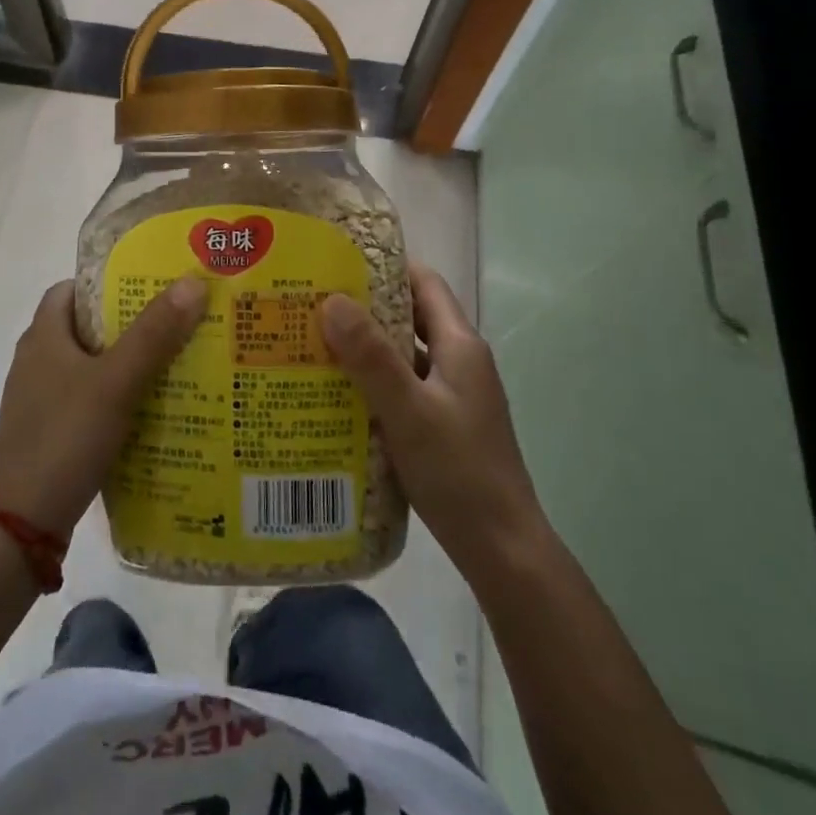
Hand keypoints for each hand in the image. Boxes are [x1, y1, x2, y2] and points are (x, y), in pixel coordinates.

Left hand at [0, 276, 208, 540]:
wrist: (20, 527)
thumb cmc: (63, 438)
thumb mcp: (114, 382)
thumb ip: (153, 333)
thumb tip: (193, 281)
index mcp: (44, 336)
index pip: (72, 289)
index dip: (108, 281)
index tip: (151, 284)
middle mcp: (38, 361)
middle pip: (89, 327)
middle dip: (132, 323)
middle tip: (179, 322)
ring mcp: (42, 400)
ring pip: (93, 367)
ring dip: (129, 363)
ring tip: (178, 362)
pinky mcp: (52, 433)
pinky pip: (91, 401)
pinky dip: (119, 398)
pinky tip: (154, 410)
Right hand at [321, 265, 548, 583]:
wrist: (503, 551)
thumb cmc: (459, 472)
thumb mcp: (409, 410)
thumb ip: (371, 357)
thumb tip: (331, 299)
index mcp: (460, 346)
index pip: (424, 284)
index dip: (385, 267)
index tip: (338, 263)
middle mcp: (460, 363)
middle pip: (411, 318)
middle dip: (365, 308)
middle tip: (312, 304)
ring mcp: (452, 397)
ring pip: (404, 356)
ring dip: (366, 349)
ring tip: (313, 345)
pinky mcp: (443, 426)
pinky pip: (403, 389)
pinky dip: (373, 383)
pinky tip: (337, 395)